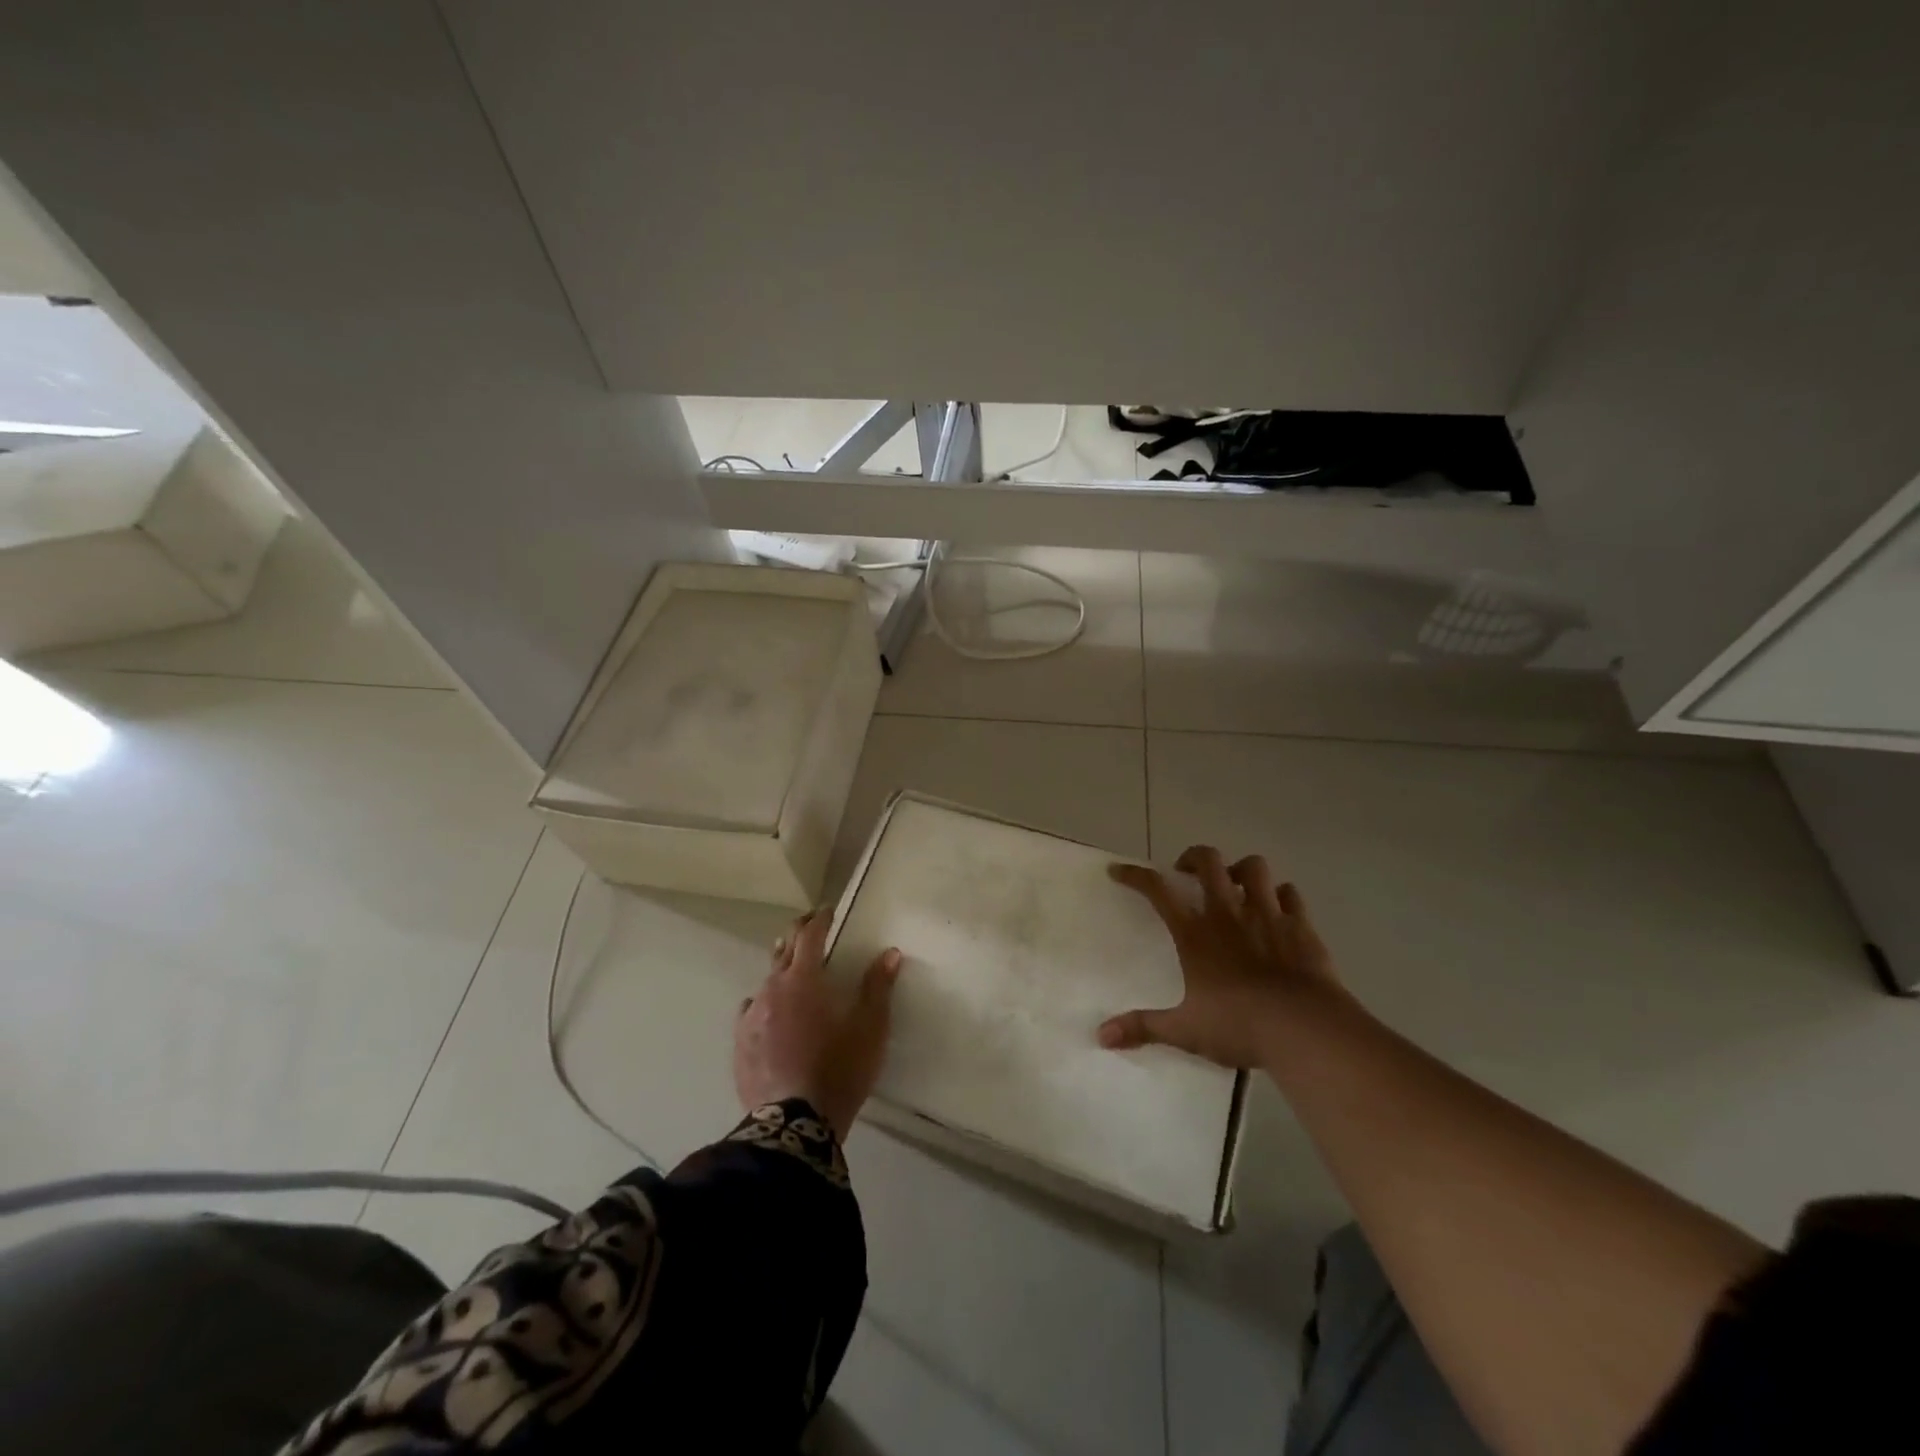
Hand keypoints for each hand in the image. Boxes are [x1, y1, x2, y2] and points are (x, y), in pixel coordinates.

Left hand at [734, 906, 901, 1142]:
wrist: (794, 1125)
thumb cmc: (839, 1069)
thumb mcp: (870, 1029)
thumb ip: (878, 987)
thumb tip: (890, 953)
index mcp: (804, 980)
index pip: (810, 936)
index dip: (820, 920)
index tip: (828, 911)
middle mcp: (772, 989)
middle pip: (785, 950)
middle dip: (799, 934)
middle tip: (811, 926)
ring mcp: (751, 1016)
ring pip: (766, 980)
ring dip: (781, 969)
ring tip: (791, 969)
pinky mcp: (740, 1043)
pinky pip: (751, 1011)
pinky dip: (764, 1003)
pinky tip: (768, 1012)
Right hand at [1098, 845, 1343, 1068]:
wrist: (1305, 1029)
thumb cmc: (1239, 1026)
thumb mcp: (1185, 1031)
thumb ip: (1143, 1027)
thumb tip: (1102, 1036)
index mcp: (1195, 933)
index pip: (1158, 890)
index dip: (1135, 875)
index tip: (1119, 871)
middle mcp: (1228, 913)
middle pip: (1208, 862)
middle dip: (1194, 857)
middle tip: (1187, 872)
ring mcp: (1268, 914)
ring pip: (1253, 867)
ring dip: (1241, 870)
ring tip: (1235, 885)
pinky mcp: (1301, 926)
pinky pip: (1290, 894)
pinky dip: (1280, 895)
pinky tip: (1277, 909)